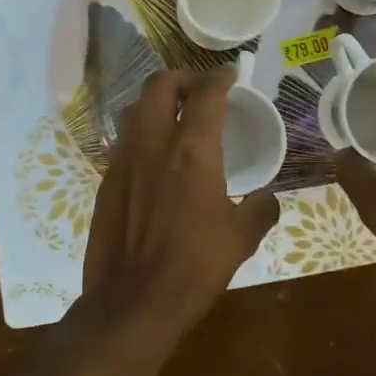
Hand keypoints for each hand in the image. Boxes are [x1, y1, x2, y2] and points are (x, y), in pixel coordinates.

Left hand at [77, 68, 281, 340]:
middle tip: (198, 90)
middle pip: (160, 84)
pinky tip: (155, 158)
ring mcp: (124, 159)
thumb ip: (260, 210)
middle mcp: (154, 143)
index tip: (230, 75)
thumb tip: (268, 199)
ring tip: (175, 117)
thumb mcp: (241, 239)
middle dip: (181, 78)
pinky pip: (125, 141)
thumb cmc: (194, 266)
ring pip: (136, 108)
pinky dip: (142, 135)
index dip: (220, 77)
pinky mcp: (107, 180)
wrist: (133, 300)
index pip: (206, 93)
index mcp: (193, 150)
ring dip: (156, 102)